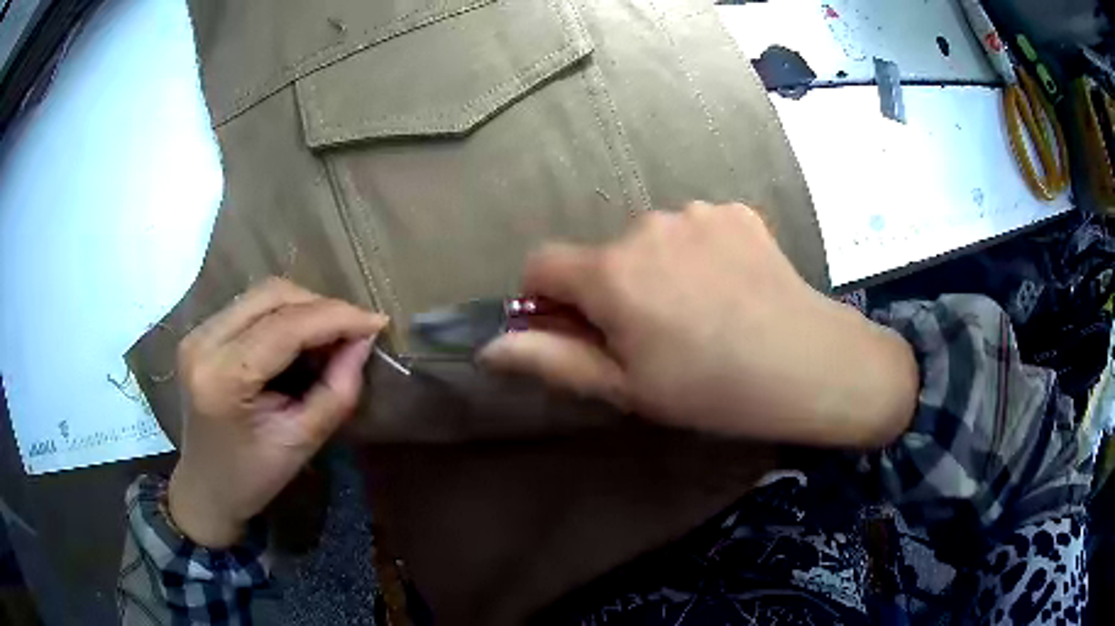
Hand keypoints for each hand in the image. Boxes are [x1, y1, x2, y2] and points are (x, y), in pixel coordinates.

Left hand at [167, 278, 386, 547]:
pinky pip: (250, 306)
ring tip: (329, 337)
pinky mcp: (200, 332)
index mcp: (223, 378)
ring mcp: (197, 333)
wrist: (205, 488)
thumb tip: (363, 342)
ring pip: (262, 294)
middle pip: (272, 295)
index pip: (286, 326)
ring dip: (303, 308)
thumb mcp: (302, 442)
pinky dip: (283, 315)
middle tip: (354, 333)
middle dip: (321, 307)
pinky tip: (299, 340)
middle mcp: (203, 343)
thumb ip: (337, 391)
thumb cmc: (253, 478)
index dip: (336, 317)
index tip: (377, 323)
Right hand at [480, 203, 917, 447]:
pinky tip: (732, 288)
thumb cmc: (713, 389)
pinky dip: (699, 254)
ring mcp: (697, 211)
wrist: (811, 365)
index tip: (577, 330)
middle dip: (611, 290)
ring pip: (651, 241)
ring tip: (702, 314)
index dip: (546, 299)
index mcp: (613, 273)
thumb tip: (489, 346)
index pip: (542, 264)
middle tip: (656, 337)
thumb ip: (552, 360)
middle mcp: (647, 225)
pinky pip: (695, 229)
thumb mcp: (627, 389)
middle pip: (602, 255)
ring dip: (658, 270)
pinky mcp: (735, 210)